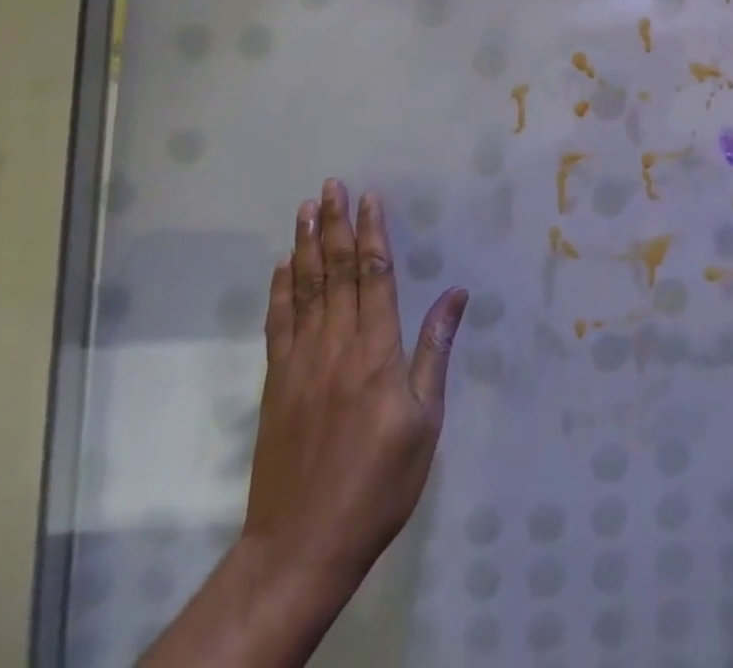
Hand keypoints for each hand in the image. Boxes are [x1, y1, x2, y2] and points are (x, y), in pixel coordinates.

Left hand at [142, 181, 467, 666]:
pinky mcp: (276, 384)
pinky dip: (281, 290)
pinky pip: (278, 324)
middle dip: (336, 224)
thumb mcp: (424, 421)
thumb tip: (456, 294)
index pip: (375, 276)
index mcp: (376, 352)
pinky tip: (282, 266)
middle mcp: (336, 345)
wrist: (301, 546)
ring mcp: (300, 363)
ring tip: (306, 208)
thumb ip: (434, 351)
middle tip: (332, 185)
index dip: (373, 233)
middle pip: (337, 271)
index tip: (370, 197)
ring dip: (307, 245)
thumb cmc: (379, 483)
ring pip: (306, 289)